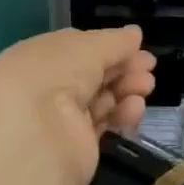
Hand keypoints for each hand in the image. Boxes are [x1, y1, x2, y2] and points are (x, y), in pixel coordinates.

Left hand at [0, 26, 157, 184]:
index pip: (76, 48)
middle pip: (91, 73)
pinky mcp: (76, 149)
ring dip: (125, 88)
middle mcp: (45, 88)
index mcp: (37, 57)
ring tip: (147, 85)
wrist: (34, 141)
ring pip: (99, 98)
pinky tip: (136, 108)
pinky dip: (121, 114)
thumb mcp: (84, 47)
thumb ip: (112, 42)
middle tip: (149, 66)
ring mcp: (59, 120)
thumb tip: (135, 35)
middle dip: (122, 66)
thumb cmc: (53, 76)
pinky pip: (103, 124)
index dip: (106, 45)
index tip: (136, 45)